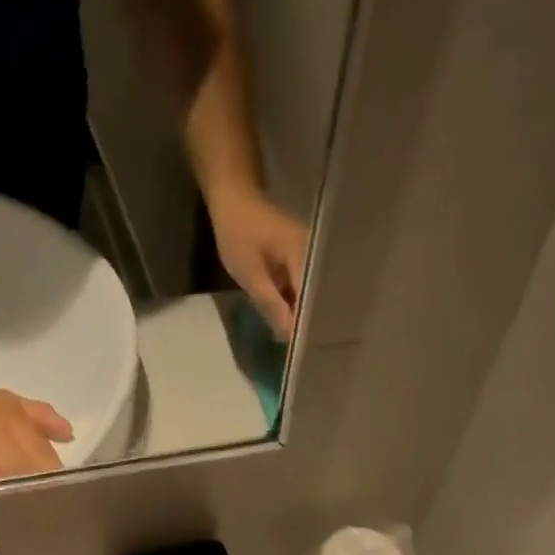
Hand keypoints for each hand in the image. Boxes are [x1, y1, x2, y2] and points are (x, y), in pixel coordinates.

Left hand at [210, 186, 308, 338]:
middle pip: (319, 298)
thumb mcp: (250, 272)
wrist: (234, 200)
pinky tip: (294, 325)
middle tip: (311, 354)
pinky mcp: (301, 262)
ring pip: (312, 295)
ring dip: (306, 317)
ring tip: (306, 345)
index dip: (311, 325)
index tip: (310, 351)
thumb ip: (271, 303)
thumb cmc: (238, 233)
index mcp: (305, 256)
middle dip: (313, 325)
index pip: (314, 298)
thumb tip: (289, 334)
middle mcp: (315, 257)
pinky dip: (298, 306)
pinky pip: (304, 289)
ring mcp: (310, 259)